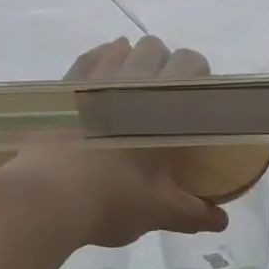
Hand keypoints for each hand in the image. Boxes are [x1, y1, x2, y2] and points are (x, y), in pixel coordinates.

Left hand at [0, 37, 230, 248]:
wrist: (47, 196)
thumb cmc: (112, 199)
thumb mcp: (158, 210)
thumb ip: (192, 212)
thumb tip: (221, 222)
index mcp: (163, 102)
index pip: (191, 63)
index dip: (198, 74)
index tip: (195, 97)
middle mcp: (132, 79)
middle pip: (155, 47)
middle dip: (163, 63)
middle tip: (162, 97)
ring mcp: (96, 78)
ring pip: (121, 47)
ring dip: (131, 59)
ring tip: (128, 90)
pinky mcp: (67, 85)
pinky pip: (89, 57)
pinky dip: (99, 61)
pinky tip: (98, 81)